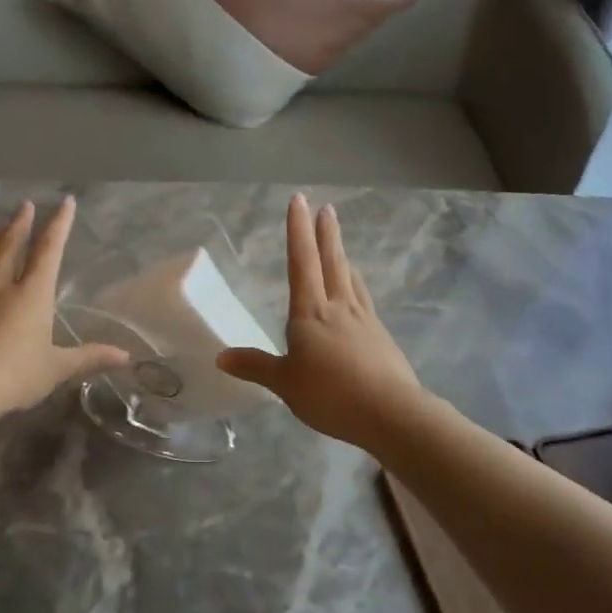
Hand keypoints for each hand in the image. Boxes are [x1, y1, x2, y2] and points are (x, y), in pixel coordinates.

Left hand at [0, 198, 127, 420]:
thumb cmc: (16, 378)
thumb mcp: (57, 369)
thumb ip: (89, 357)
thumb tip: (126, 356)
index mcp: (32, 294)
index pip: (49, 250)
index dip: (59, 225)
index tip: (66, 203)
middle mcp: (0, 284)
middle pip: (10, 244)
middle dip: (20, 223)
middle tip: (24, 206)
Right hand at [217, 194, 426, 445]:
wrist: (390, 413)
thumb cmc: (330, 394)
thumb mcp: (284, 383)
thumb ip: (255, 366)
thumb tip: (220, 356)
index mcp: (310, 312)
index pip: (301, 262)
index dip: (298, 230)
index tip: (299, 199)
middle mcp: (339, 307)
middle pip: (332, 262)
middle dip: (326, 234)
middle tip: (327, 208)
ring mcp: (364, 321)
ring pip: (351, 279)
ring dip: (343, 257)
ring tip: (340, 246)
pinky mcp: (381, 338)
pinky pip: (364, 302)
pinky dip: (357, 288)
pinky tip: (357, 295)